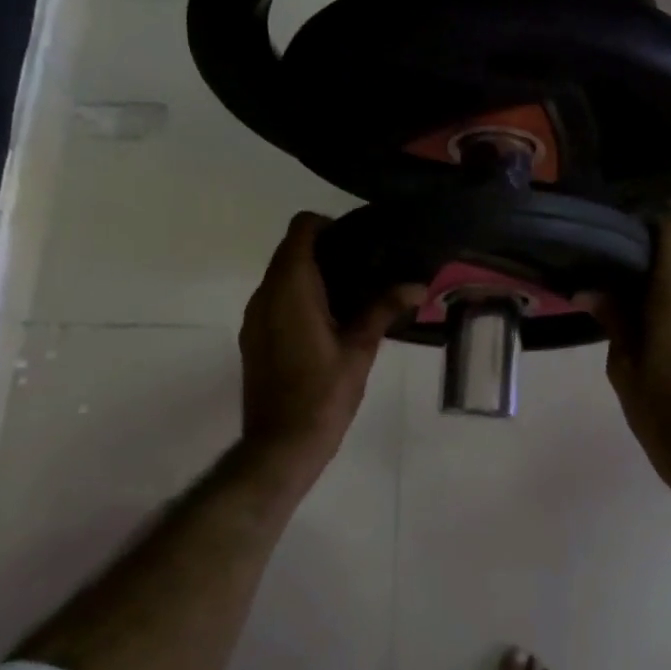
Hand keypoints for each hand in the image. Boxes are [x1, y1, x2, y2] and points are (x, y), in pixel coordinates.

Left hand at [239, 213, 423, 470]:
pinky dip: (297, 296)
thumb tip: (418, 285)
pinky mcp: (252, 338)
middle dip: (323, 250)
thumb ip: (384, 310)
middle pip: (289, 251)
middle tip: (364, 266)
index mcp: (290, 289)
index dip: (327, 225)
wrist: (281, 444)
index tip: (357, 241)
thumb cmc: (323, 394)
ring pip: (279, 276)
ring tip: (350, 293)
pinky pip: (273, 299)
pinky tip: (327, 321)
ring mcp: (254, 317)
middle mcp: (265, 295)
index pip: (300, 230)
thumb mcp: (360, 349)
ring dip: (309, 274)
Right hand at [601, 215, 670, 507]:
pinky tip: (647, 315)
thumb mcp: (623, 367)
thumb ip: (612, 320)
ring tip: (627, 289)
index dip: (651, 222)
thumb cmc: (662, 412)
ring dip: (665, 269)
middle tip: (617, 262)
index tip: (621, 236)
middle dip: (654, 244)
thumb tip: (590, 291)